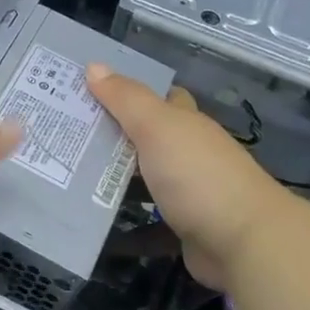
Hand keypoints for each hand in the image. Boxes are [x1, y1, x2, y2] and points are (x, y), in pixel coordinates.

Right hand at [86, 65, 283, 290]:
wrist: (244, 244)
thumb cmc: (198, 176)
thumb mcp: (157, 127)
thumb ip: (126, 99)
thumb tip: (94, 65)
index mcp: (186, 122)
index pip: (159, 97)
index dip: (127, 90)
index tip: (88, 89)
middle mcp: (188, 151)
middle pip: (146, 135)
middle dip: (112, 131)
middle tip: (65, 129)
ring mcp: (187, 190)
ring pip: (143, 174)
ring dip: (113, 172)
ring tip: (66, 168)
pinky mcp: (182, 224)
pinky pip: (146, 212)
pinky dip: (123, 211)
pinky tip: (93, 211)